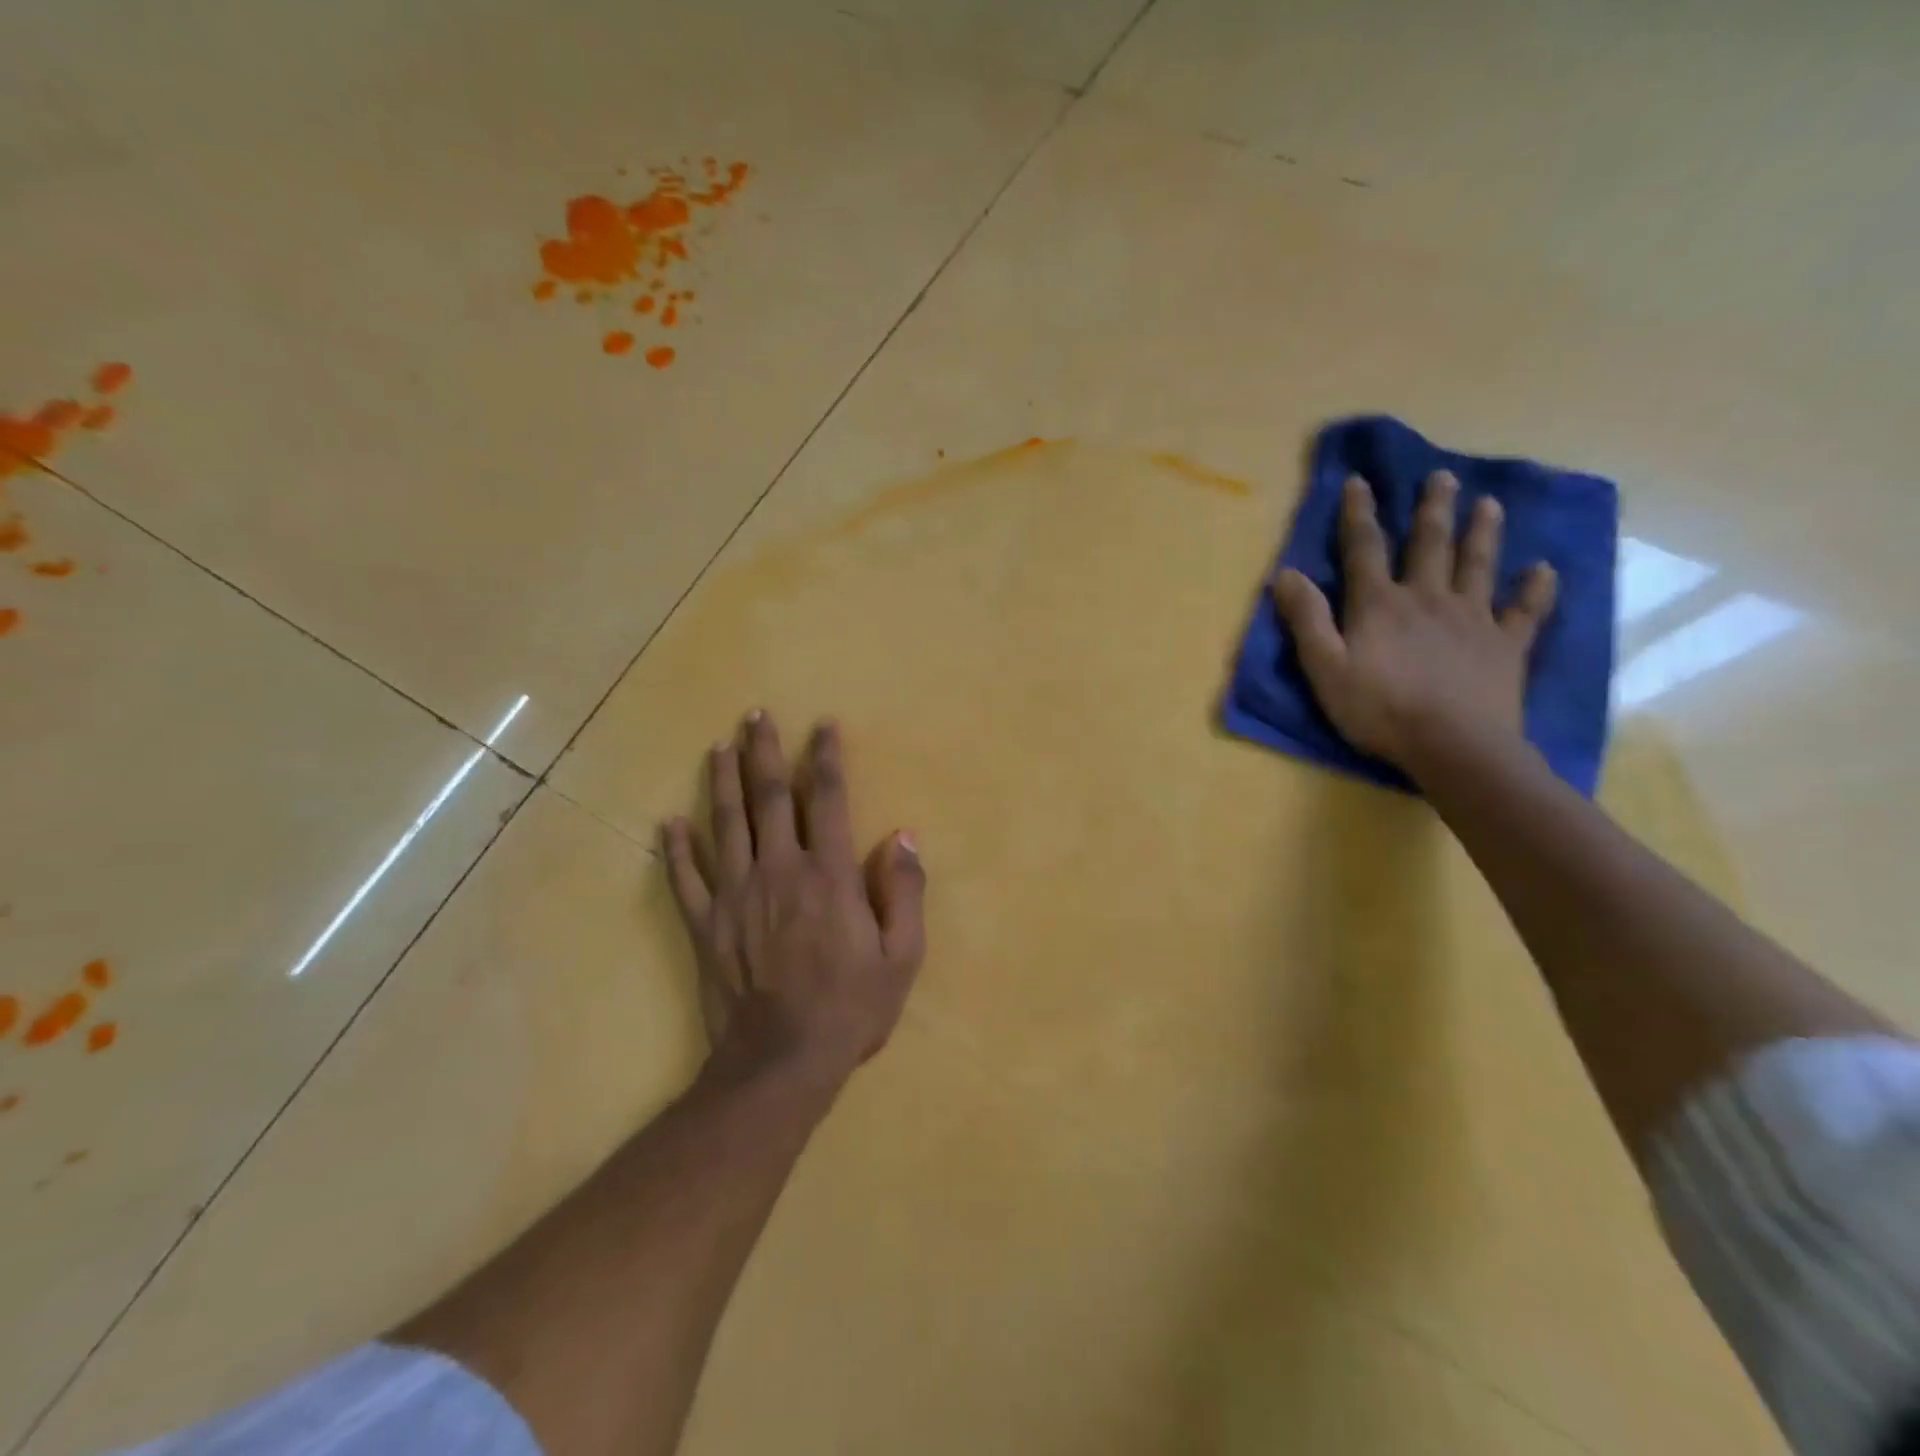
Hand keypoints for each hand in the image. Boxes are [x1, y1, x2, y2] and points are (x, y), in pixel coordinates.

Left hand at [662, 712, 925, 1094]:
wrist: (781, 1063)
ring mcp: (735, 896)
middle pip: (769, 798)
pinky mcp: (705, 925)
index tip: (822, 726)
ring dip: (722, 783)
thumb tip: (902, 835)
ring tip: (718, 748)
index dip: (826, 758)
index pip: (827, 799)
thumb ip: (904, 891)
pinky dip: (676, 849)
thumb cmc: (850, 1008)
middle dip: (764, 753)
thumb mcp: (901, 956)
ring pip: (725, 825)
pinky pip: (686, 879)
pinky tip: (669, 823)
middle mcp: (779, 870)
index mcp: (828, 874)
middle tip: (754, 716)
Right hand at [1271, 472, 1557, 771]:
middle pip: (1430, 545)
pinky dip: (1536, 589)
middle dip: (1433, 510)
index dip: (1358, 514)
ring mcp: (1473, 619)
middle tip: (1443, 477)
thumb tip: (1286, 574)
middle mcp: (1428, 598)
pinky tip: (1544, 571)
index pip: (1364, 549)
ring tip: (1490, 504)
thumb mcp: (1324, 668)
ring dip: (1483, 532)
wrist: (1453, 745)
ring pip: (1479, 565)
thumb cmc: (1378, 710)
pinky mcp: (1506, 645)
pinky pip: (1526, 611)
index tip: (1359, 481)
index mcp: (1380, 604)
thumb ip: (1306, 620)